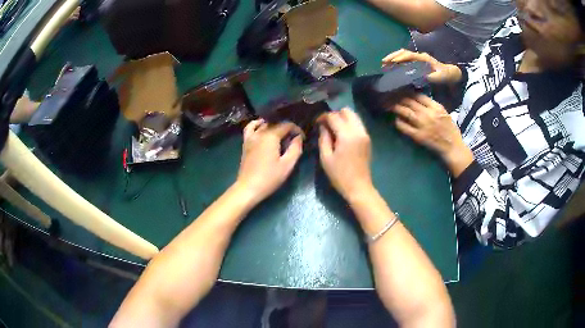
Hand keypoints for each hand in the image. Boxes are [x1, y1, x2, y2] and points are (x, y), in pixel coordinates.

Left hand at [236, 120, 303, 204]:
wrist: (248, 188)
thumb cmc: (269, 178)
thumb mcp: (287, 165)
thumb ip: (295, 148)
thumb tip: (299, 137)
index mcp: (271, 136)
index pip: (287, 125)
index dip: (297, 130)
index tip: (302, 138)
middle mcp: (260, 133)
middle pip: (276, 123)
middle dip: (287, 128)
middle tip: (294, 139)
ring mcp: (251, 137)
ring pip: (264, 124)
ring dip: (274, 126)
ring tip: (281, 135)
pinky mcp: (245, 142)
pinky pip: (251, 128)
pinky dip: (257, 124)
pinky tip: (262, 127)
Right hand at [318, 108, 373, 200]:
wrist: (359, 187)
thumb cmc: (339, 175)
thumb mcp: (326, 158)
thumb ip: (323, 138)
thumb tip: (323, 127)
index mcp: (347, 135)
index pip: (334, 117)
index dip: (323, 117)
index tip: (316, 122)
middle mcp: (358, 131)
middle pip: (347, 111)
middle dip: (335, 114)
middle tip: (326, 124)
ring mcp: (365, 134)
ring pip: (354, 116)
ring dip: (343, 118)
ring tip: (333, 129)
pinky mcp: (367, 139)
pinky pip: (358, 124)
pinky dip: (349, 124)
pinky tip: (342, 135)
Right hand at [382, 49, 462, 83]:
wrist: (451, 73)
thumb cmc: (445, 75)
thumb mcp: (440, 77)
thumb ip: (431, 77)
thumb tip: (420, 76)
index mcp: (423, 58)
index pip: (409, 55)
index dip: (399, 58)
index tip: (391, 62)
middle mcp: (419, 56)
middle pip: (403, 52)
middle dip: (393, 56)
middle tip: (383, 62)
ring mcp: (418, 58)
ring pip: (403, 55)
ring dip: (394, 58)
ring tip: (385, 64)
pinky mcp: (417, 62)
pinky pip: (406, 59)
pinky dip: (398, 61)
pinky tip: (393, 66)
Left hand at [388, 94, 472, 176]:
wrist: (453, 147)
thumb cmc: (450, 130)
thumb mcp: (444, 113)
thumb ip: (432, 105)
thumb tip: (418, 98)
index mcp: (436, 107)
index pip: (418, 96)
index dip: (407, 93)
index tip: (400, 91)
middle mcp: (428, 114)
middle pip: (410, 102)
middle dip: (398, 98)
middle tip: (390, 97)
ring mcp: (423, 125)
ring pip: (406, 112)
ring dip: (396, 108)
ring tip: (389, 106)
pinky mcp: (419, 136)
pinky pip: (405, 127)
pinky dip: (399, 122)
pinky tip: (396, 120)